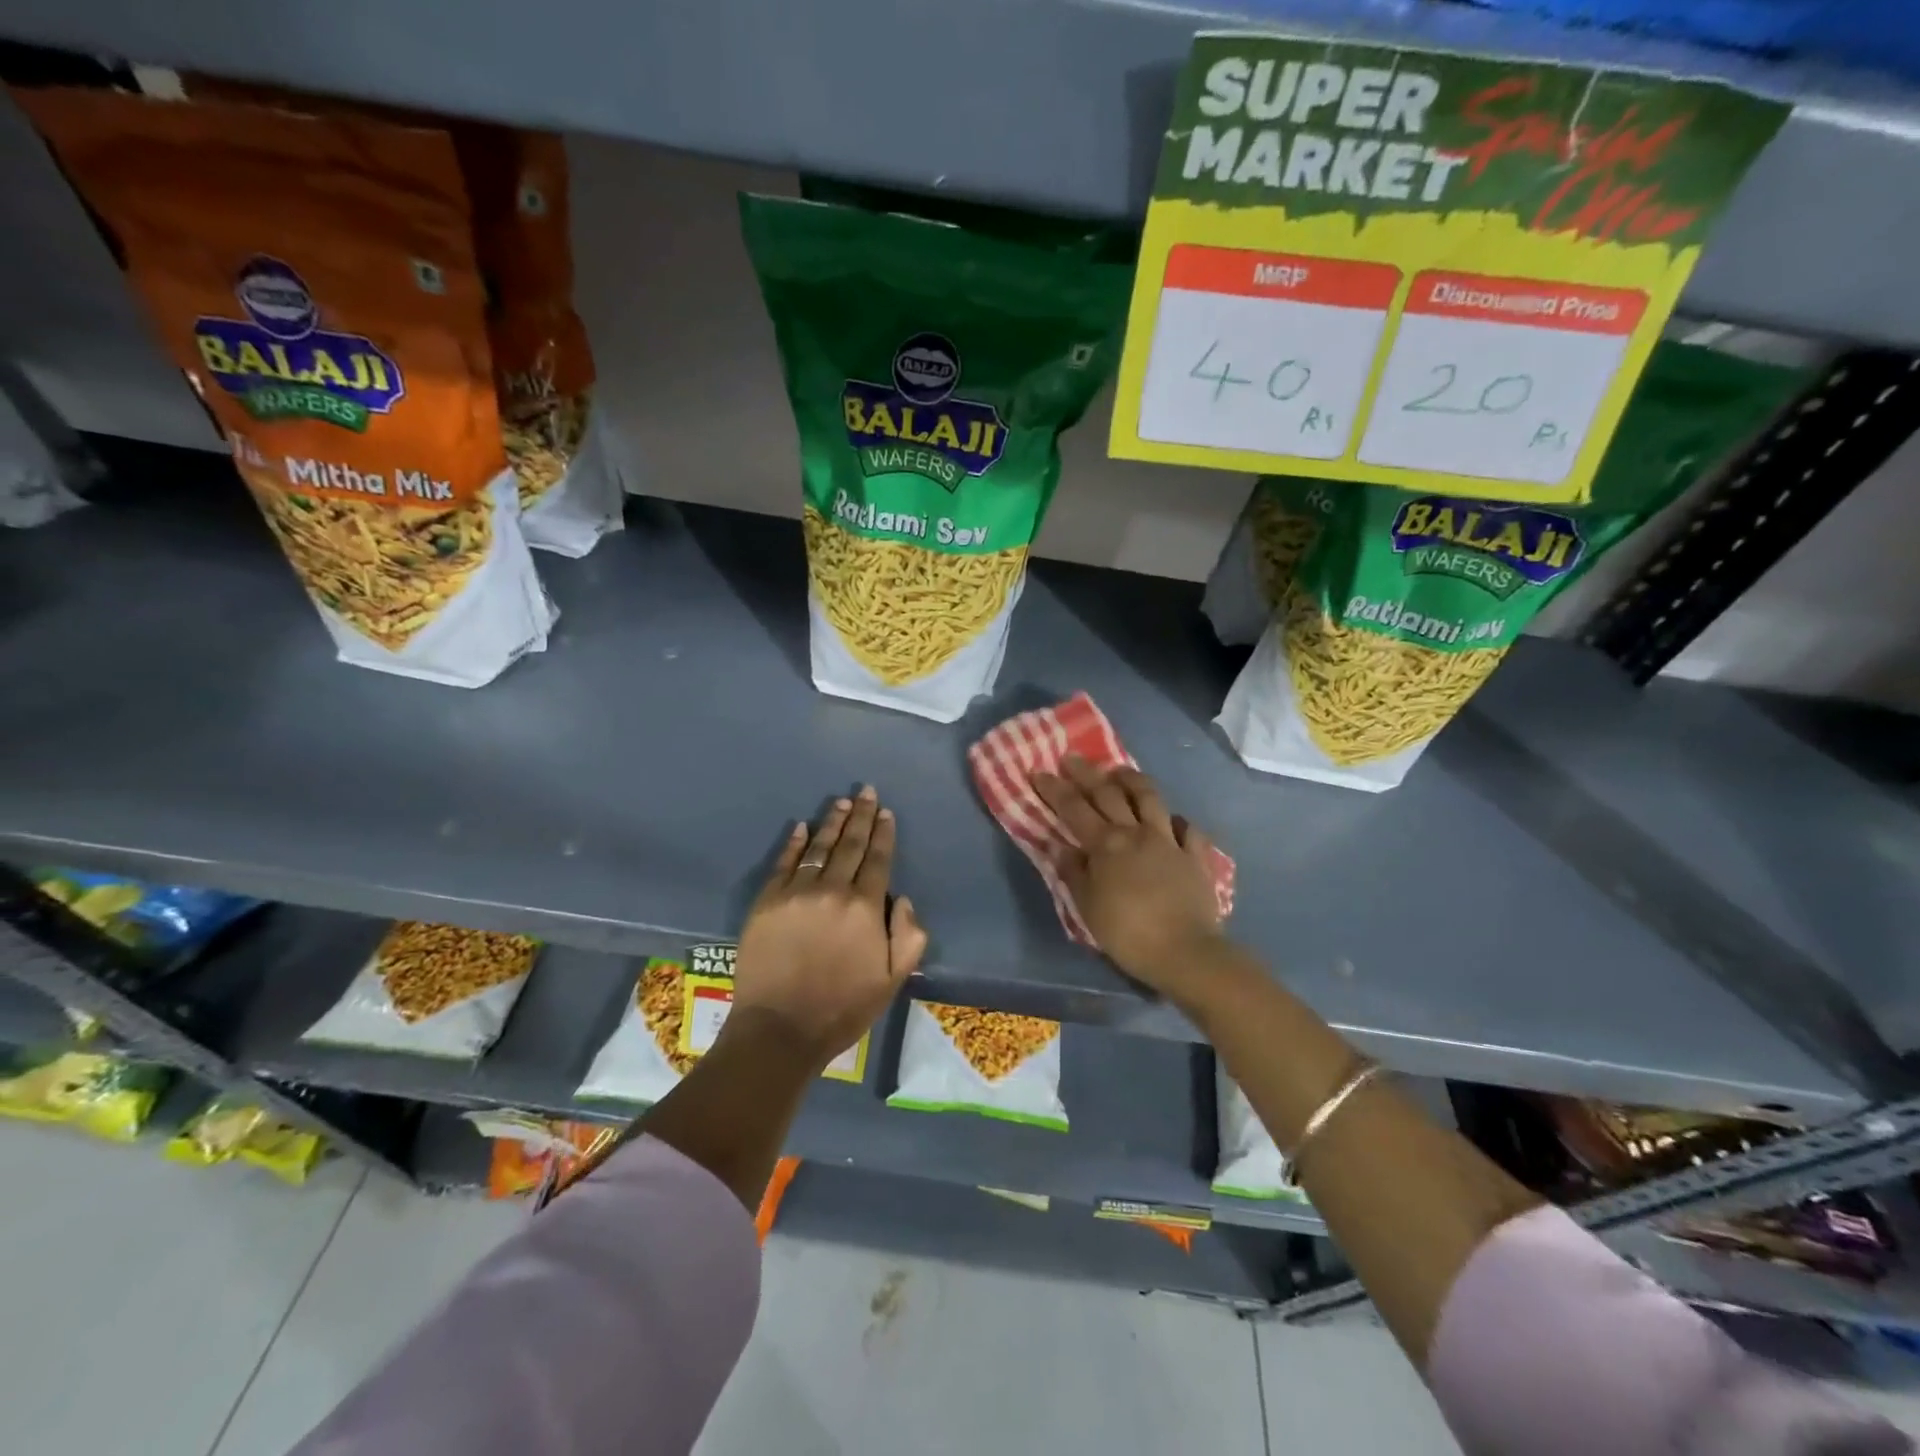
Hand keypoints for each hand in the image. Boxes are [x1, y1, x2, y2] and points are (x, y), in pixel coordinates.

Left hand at [728, 785, 926, 1067]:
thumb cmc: (842, 1008)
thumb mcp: (892, 980)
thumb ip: (908, 937)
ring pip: (819, 848)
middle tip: (865, 791)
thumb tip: (904, 900)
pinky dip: (794, 844)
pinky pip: (783, 864)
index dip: (883, 834)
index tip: (885, 812)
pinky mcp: (767, 902)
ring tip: (841, 802)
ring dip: (831, 823)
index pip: (877, 859)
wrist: (780, 1029)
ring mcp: (796, 894)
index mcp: (866, 908)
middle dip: (860, 816)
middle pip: (849, 845)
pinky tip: (801, 828)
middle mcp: (832, 891)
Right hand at [1032, 756, 1224, 993]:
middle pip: (1109, 794)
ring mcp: (1169, 841)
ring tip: (1119, 770)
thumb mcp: (1087, 907)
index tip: (1039, 771)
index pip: (1073, 809)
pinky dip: (1178, 821)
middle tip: (1072, 758)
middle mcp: (1136, 833)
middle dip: (1087, 774)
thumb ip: (1074, 872)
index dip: (1055, 789)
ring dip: (1132, 780)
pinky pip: (1188, 830)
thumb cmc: (1127, 933)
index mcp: (1106, 845)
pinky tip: (1173, 820)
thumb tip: (1059, 846)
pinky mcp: (1195, 856)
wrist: (1185, 951)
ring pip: (1150, 798)